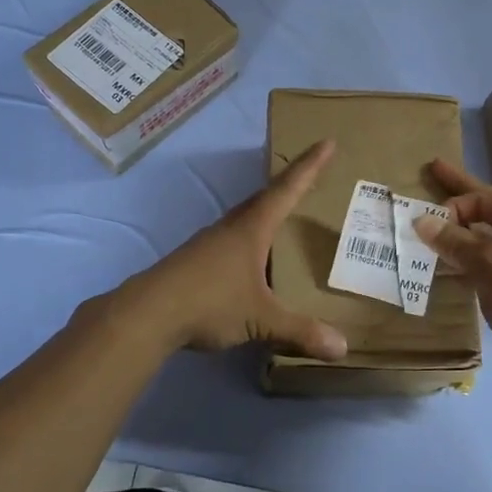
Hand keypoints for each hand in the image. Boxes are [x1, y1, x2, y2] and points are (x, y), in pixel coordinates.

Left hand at [132, 140, 347, 361]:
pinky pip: (233, 239)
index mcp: (252, 229)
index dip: (310, 166)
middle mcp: (231, 228)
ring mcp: (210, 243)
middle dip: (290, 185)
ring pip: (246, 219)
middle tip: (311, 176)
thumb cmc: (209, 302)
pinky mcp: (196, 261)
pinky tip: (254, 261)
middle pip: (265, 198)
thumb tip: (343, 348)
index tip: (327, 142)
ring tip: (287, 218)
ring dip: (268, 213)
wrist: (147, 313)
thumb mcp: (260, 319)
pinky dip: (251, 240)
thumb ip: (300, 331)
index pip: (287, 189)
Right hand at [413, 159, 491, 390]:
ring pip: (486, 241)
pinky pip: (487, 267)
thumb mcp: (488, 263)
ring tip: (431, 228)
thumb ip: (454, 241)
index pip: (485, 197)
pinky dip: (466, 262)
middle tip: (433, 171)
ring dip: (459, 235)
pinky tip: (446, 267)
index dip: (455, 203)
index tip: (428, 220)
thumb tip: (421, 220)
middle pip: (488, 210)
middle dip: (458, 196)